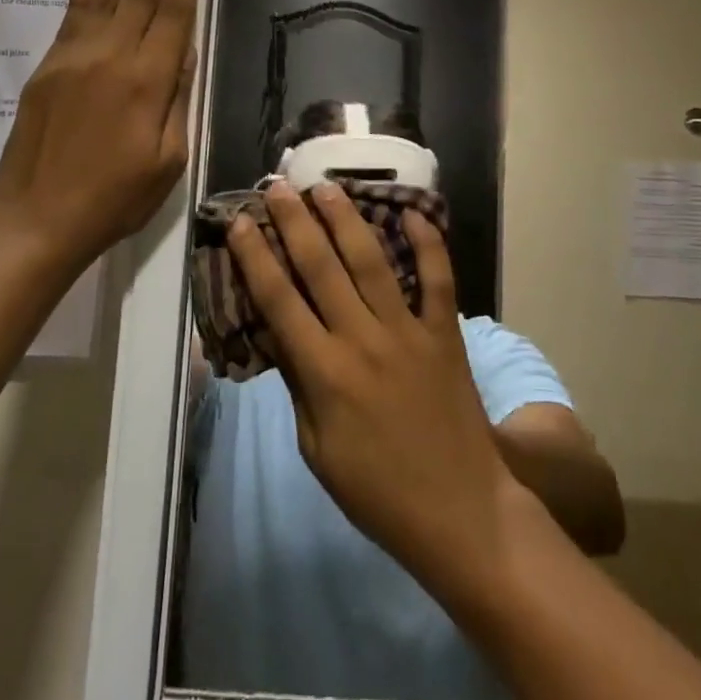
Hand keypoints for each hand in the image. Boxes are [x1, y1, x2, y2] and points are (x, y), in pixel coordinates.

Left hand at [0, 0, 199, 275]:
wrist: (38, 219)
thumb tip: (182, 51)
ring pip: (105, 0)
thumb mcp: (169, 159)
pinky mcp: (47, 70)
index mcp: (148, 82)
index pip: (172, 15)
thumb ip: (177, 99)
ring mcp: (74, 60)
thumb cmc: (116, 198)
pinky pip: (70, 21)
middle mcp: (112, 59)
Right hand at [230, 182, 529, 598]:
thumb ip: (298, 386)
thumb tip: (280, 335)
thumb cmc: (377, 492)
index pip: (278, 301)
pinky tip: (412, 211)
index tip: (241, 222)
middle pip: (320, 267)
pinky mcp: (446, 332)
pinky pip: (438, 279)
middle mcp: (363, 339)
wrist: (460, 512)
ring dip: (347, 219)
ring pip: (372, 261)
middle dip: (295, 222)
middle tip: (278, 186)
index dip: (255, 257)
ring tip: (326, 186)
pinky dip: (428, 243)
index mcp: (325, 372)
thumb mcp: (316, 450)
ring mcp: (409, 331)